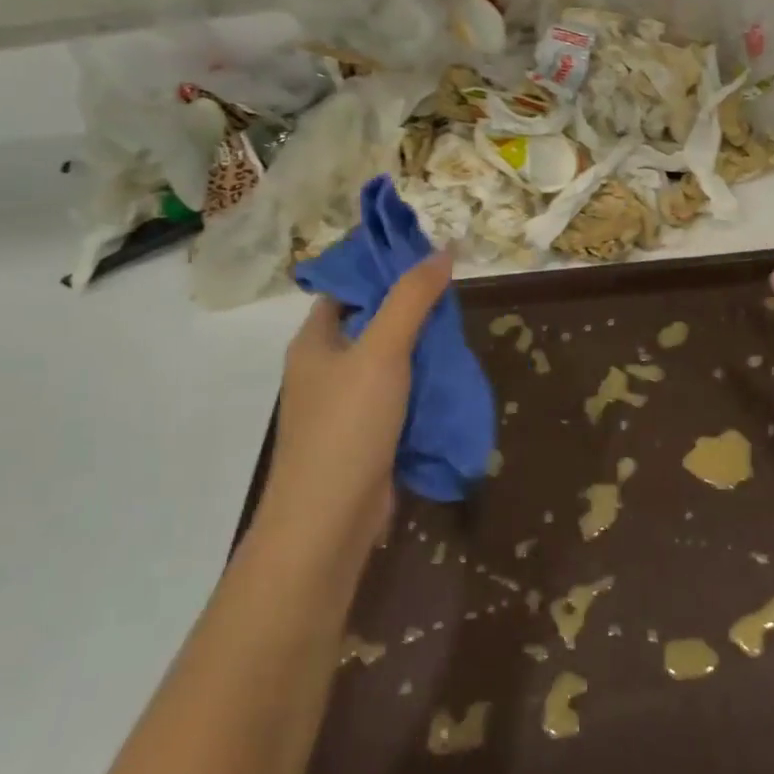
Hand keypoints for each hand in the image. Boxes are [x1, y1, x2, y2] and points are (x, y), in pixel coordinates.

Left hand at [262, 254, 452, 552]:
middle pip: (370, 325)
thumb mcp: (383, 351)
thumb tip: (443, 250)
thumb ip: (412, 299)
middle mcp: (323, 369)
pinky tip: (449, 382)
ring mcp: (342, 407)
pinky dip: (419, 388)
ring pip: (386, 364)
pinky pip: (395, 399)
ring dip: (419, 352)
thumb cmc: (348, 426)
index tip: (426, 262)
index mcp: (315, 341)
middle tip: (453, 302)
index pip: (347, 288)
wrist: (328, 523)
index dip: (382, 270)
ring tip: (458, 337)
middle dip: (410, 312)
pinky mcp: (363, 438)